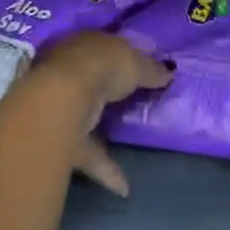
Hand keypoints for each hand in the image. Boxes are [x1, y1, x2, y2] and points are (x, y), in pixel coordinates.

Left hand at [31, 33, 172, 198]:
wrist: (62, 100)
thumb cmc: (102, 67)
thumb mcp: (135, 63)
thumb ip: (151, 68)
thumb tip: (168, 72)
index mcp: (85, 44)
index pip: (104, 47)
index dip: (121, 56)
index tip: (139, 68)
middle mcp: (68, 71)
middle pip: (92, 80)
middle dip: (107, 90)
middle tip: (132, 102)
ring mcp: (61, 105)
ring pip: (85, 116)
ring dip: (103, 131)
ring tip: (128, 144)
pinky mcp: (60, 139)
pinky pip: (87, 153)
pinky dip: (105, 169)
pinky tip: (124, 186)